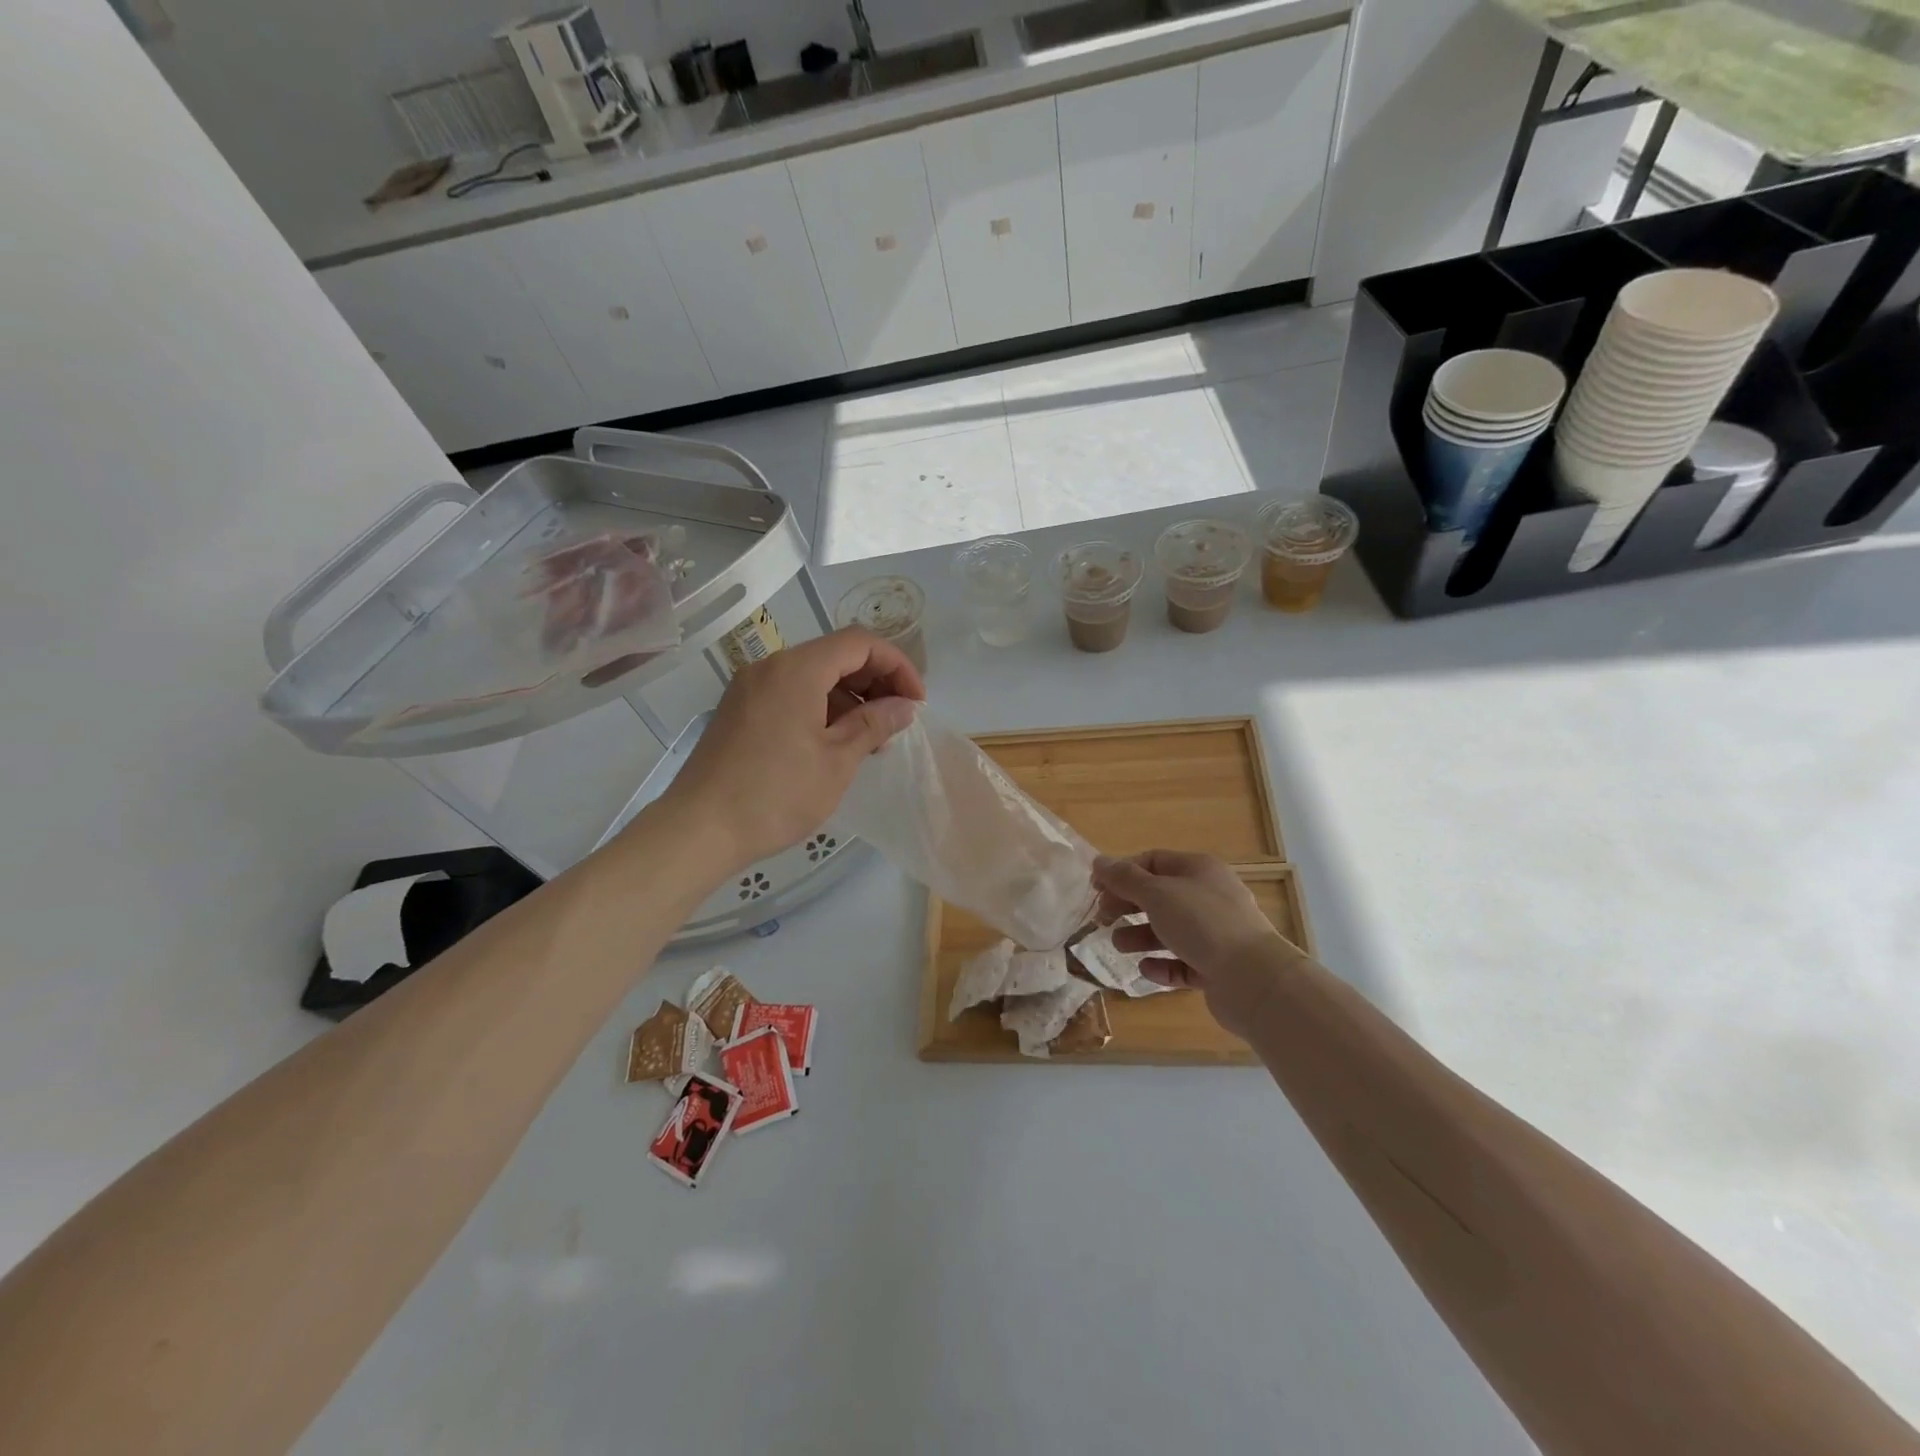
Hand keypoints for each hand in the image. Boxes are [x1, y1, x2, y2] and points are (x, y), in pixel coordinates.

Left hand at [655, 627, 924, 873]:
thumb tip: (905, 706)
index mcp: (797, 669)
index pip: (860, 643)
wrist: (699, 829)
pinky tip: (836, 742)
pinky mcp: (740, 710)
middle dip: (875, 681)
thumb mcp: (837, 761)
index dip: (897, 666)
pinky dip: (821, 707)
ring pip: (814, 675)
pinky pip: (791, 693)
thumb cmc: (776, 795)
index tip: (916, 703)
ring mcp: (750, 687)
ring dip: (850, 697)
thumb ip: (875, 724)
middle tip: (898, 721)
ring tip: (871, 739)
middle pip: (836, 654)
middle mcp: (770, 666)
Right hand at [1092, 850, 1292, 1038]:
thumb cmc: (1203, 924)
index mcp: (1199, 870)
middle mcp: (1209, 897)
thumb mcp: (1157, 894)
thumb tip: (1098, 861)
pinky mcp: (1217, 968)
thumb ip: (1125, 879)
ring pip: (1170, 930)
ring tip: (1119, 947)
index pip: (1153, 861)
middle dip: (1128, 906)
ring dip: (1140, 936)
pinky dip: (1162, 965)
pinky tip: (1146, 970)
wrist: (1254, 980)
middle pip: (1159, 896)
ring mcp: (1216, 933)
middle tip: (1102, 919)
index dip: (1122, 872)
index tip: (1096, 889)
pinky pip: (1183, 962)